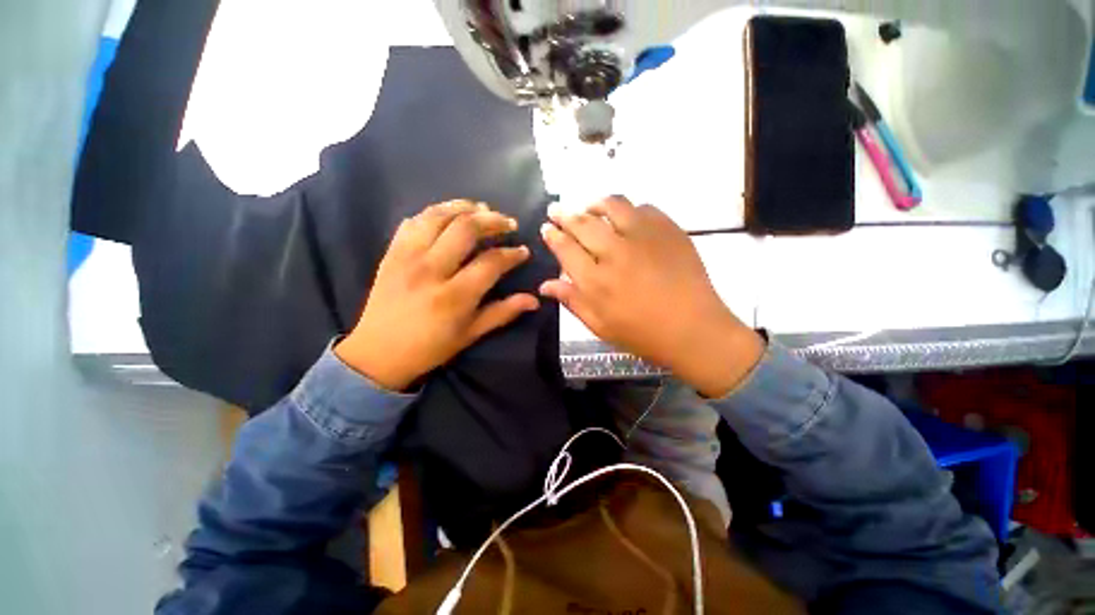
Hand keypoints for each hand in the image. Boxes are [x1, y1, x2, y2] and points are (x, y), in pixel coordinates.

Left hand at [336, 201, 538, 390]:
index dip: (512, 253)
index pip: (491, 262)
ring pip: (438, 216)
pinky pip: (413, 221)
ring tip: (481, 208)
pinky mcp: (391, 253)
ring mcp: (407, 257)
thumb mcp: (471, 334)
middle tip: (508, 222)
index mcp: (455, 296)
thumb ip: (503, 313)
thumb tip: (534, 300)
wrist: (378, 354)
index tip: (523, 251)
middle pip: (466, 229)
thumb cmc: (430, 348)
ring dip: (463, 207)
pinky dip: (434, 212)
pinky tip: (448, 215)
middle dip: (492, 220)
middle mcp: (431, 270)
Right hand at [539, 196, 762, 396]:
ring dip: (595, 204)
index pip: (565, 249)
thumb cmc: (643, 334)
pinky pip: (643, 208)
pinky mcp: (668, 230)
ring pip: (612, 206)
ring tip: (589, 206)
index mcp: (595, 281)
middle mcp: (615, 253)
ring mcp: (644, 238)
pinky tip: (626, 217)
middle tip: (556, 209)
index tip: (546, 227)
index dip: (552, 235)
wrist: (695, 330)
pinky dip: (629, 209)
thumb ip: (572, 301)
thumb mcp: (600, 326)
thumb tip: (544, 285)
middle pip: (583, 223)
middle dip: (564, 214)